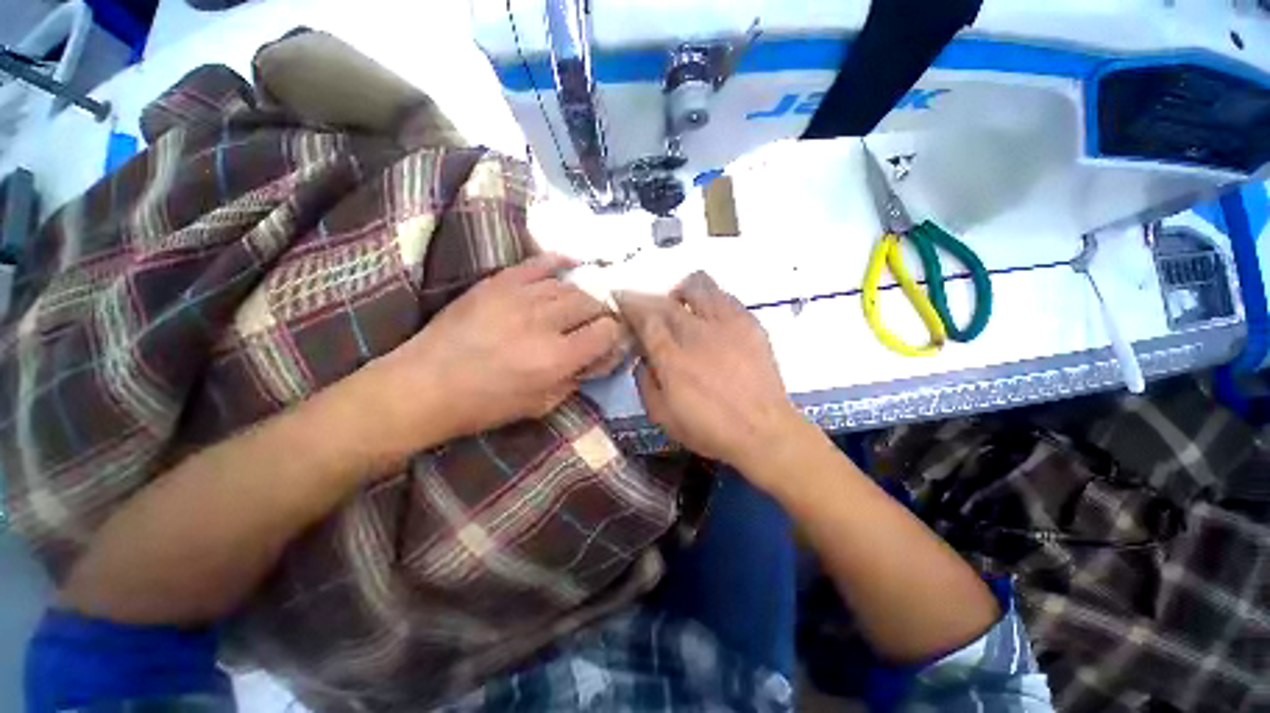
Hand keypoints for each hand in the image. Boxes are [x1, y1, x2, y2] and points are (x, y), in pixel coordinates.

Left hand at [369, 254, 625, 448]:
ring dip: (582, 296)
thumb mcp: (541, 405)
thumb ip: (576, 378)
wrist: (424, 385)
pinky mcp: (498, 282)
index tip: (611, 340)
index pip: (607, 331)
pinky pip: (538, 263)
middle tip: (597, 324)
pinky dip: (559, 261)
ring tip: (578, 307)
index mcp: (557, 357)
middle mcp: (545, 322)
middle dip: (602, 313)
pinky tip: (570, 264)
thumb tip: (597, 357)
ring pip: (570, 285)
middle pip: (592, 303)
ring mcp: (520, 296)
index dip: (615, 334)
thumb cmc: (485, 405)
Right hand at [615, 272, 807, 477]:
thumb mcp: (662, 416)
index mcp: (671, 357)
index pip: (644, 317)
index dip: (629, 303)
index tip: (621, 298)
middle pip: (665, 300)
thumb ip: (645, 382)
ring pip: (698, 285)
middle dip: (648, 299)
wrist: (763, 431)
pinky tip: (710, 316)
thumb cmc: (709, 429)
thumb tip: (643, 358)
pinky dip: (710, 299)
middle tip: (645, 308)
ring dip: (681, 292)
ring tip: (680, 306)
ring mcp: (725, 324)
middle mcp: (695, 332)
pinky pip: (725, 296)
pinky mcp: (749, 323)